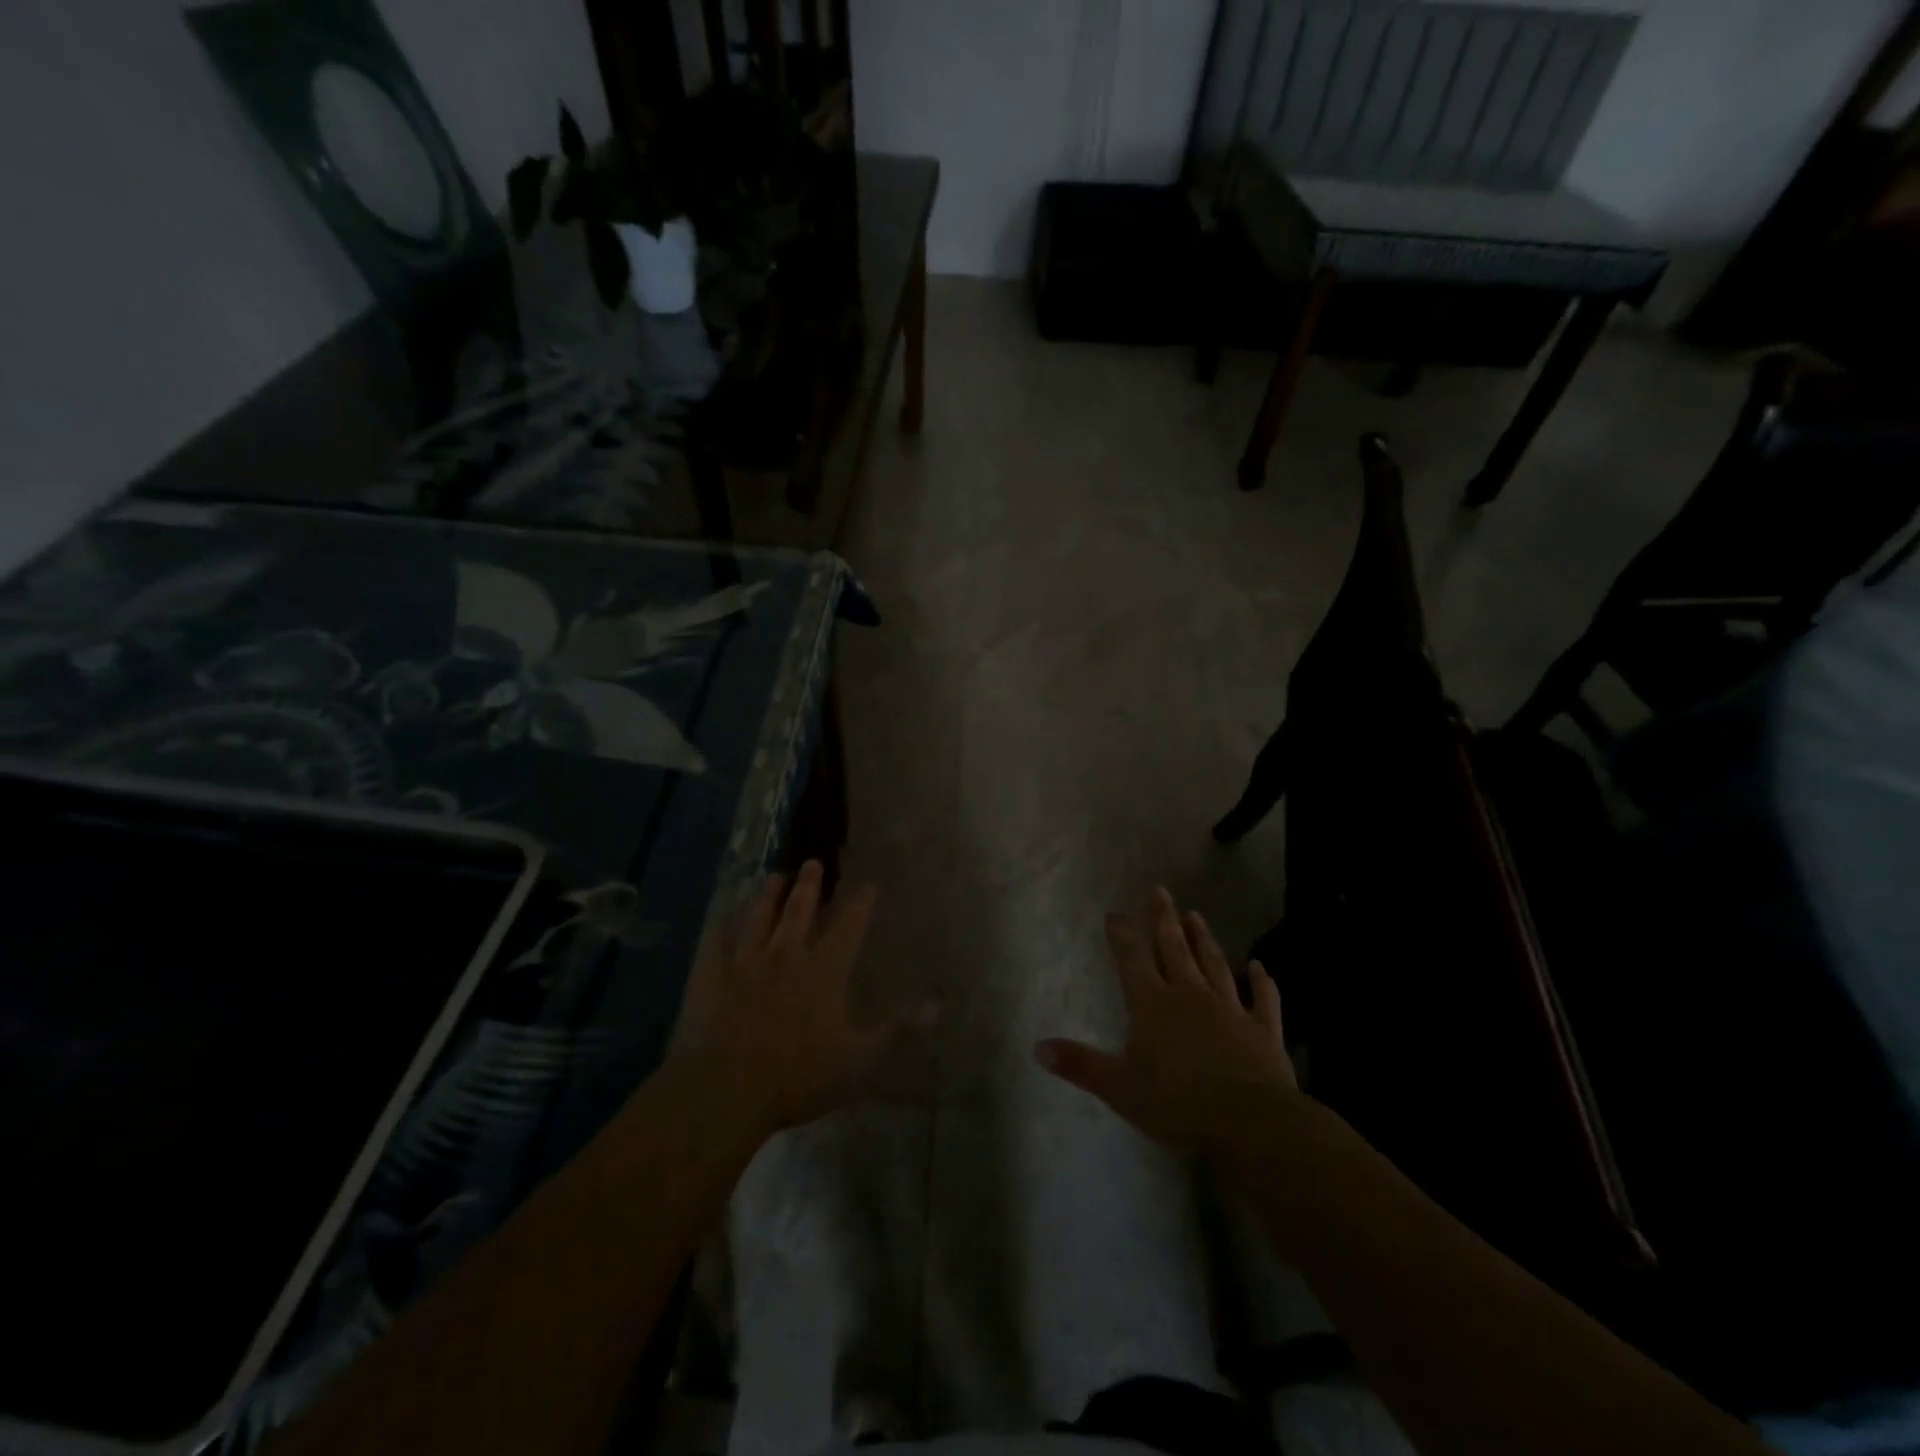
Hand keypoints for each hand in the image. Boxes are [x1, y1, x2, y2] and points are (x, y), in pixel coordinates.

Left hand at [667, 861, 920, 1137]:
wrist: (727, 1089)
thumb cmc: (800, 1076)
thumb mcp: (860, 1059)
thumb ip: (897, 1030)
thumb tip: (937, 1007)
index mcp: (824, 971)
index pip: (849, 928)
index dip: (861, 905)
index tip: (869, 885)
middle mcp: (786, 955)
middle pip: (799, 912)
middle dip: (809, 886)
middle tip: (812, 863)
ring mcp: (745, 963)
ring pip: (758, 918)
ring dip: (767, 896)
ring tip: (774, 876)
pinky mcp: (711, 977)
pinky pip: (716, 942)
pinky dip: (720, 925)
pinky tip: (721, 915)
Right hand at [1037, 887, 1297, 1156]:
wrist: (1250, 1121)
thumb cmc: (1177, 1104)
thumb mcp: (1119, 1088)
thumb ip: (1080, 1065)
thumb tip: (1038, 1047)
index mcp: (1152, 1005)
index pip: (1132, 960)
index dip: (1122, 935)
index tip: (1115, 913)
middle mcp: (1190, 995)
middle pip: (1174, 949)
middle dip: (1164, 919)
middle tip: (1159, 890)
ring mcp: (1230, 1009)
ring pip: (1214, 964)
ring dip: (1203, 939)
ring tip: (1195, 915)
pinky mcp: (1262, 1029)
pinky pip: (1262, 999)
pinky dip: (1262, 982)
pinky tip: (1260, 967)